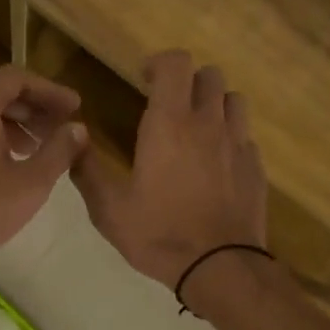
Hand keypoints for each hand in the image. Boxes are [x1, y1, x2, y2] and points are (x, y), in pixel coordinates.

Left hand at [0, 66, 89, 288]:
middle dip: (32, 110)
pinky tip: (7, 166)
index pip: (17, 79)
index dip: (50, 91)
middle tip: (61, 130)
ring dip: (12, 126)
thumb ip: (59, 150)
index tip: (74, 108)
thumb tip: (77, 129)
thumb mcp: (31, 182)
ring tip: (37, 151)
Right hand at [72, 50, 268, 298]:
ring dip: (213, 103)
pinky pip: (245, 135)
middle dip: (187, 81)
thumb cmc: (159, 234)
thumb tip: (73, 139)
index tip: (143, 79)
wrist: (220, 267)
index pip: (176, 63)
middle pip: (209, 75)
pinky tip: (215, 163)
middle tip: (168, 104)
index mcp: (170, 124)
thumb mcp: (108, 209)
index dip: (159, 62)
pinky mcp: (256, 167)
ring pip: (233, 100)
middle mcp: (208, 123)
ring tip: (196, 128)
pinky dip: (229, 136)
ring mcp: (238, 144)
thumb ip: (86, 169)